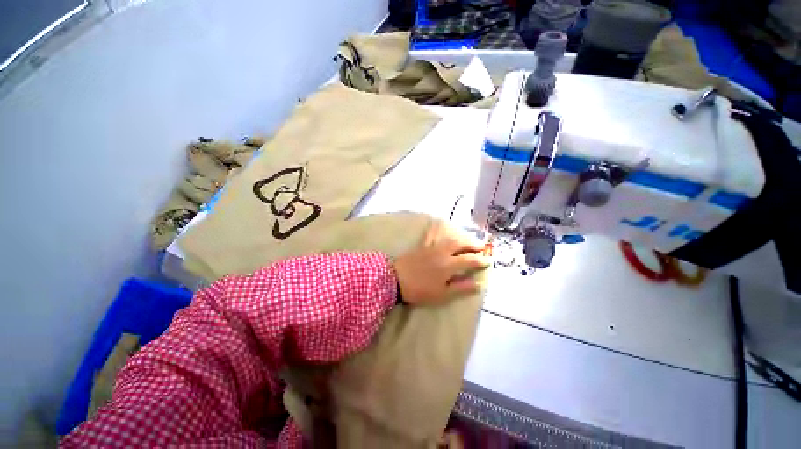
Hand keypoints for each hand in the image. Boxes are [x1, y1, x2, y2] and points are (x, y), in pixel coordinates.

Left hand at [394, 221, 490, 305]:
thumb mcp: (442, 294)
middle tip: (481, 246)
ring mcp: (432, 247)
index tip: (488, 260)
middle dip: (472, 244)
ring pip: (449, 239)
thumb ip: (461, 288)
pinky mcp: (422, 246)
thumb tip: (478, 284)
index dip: (480, 260)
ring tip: (467, 241)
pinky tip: (444, 233)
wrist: (395, 279)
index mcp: (449, 265)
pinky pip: (435, 236)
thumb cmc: (420, 290)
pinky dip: (443, 234)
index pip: (469, 260)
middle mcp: (442, 252)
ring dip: (461, 238)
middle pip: (460, 244)